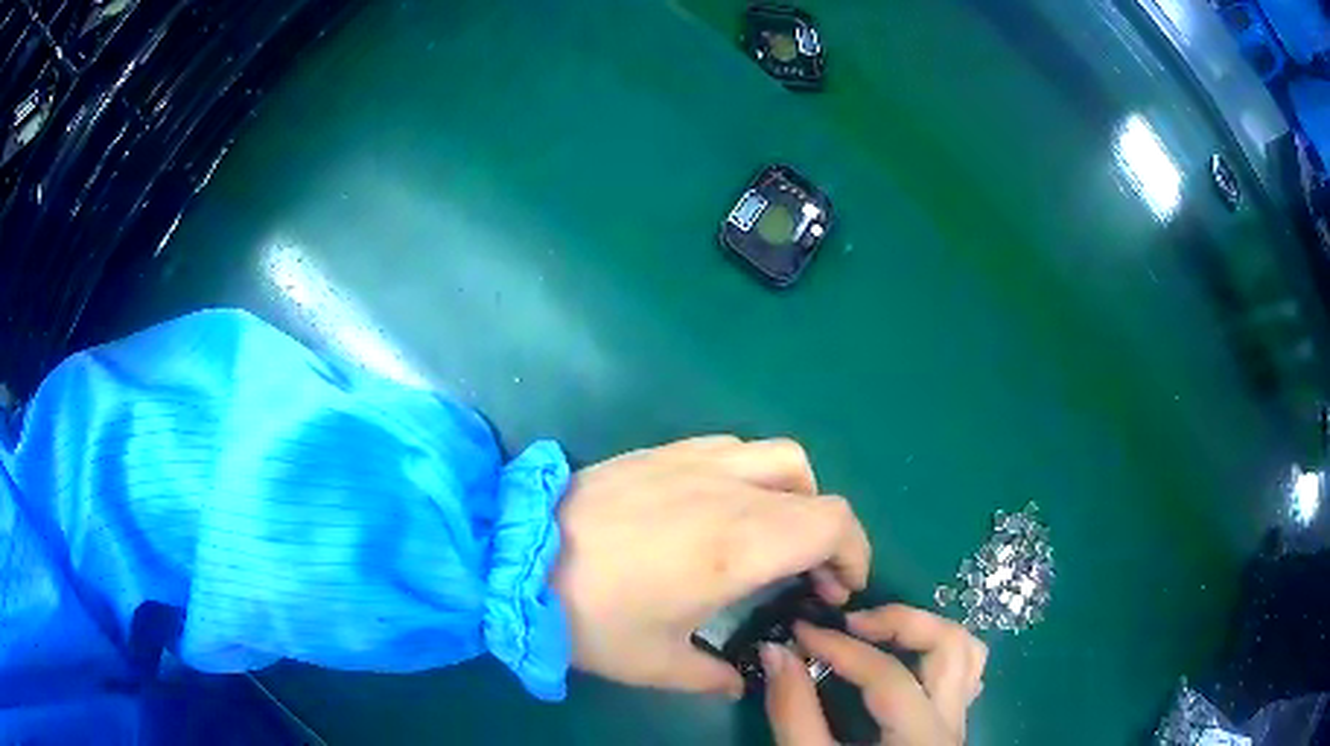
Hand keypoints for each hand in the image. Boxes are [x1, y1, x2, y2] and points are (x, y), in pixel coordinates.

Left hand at [552, 436, 870, 695]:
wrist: (512, 558)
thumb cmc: (589, 616)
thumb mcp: (655, 663)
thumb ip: (711, 675)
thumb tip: (738, 681)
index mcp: (738, 546)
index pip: (834, 524)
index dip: (854, 554)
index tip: (836, 590)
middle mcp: (729, 492)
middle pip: (817, 491)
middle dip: (831, 536)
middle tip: (809, 575)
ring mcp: (694, 462)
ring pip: (781, 458)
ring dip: (797, 496)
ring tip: (774, 534)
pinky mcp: (663, 451)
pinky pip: (734, 447)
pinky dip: (753, 473)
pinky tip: (725, 506)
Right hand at [763, 606, 987, 744]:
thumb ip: (794, 713)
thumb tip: (776, 652)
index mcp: (920, 738)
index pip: (888, 675)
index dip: (840, 647)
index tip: (800, 630)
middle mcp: (952, 724)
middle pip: (950, 646)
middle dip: (902, 621)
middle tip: (852, 622)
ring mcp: (958, 723)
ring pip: (967, 654)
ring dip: (926, 631)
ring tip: (878, 633)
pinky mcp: (951, 726)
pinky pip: (963, 674)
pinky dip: (936, 653)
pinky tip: (902, 660)